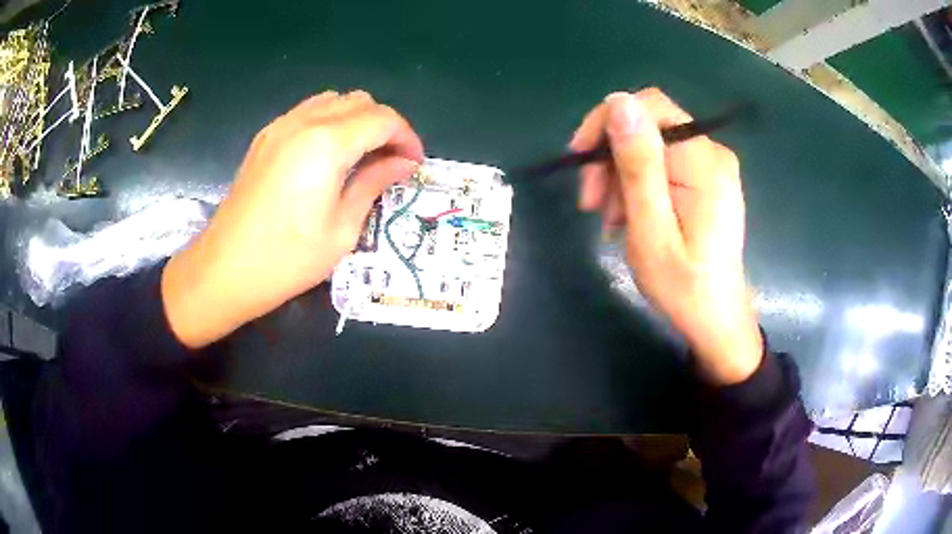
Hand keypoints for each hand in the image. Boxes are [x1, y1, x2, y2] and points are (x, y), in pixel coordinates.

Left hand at [162, 90, 423, 347]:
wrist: (225, 270)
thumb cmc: (288, 259)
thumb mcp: (342, 228)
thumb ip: (374, 184)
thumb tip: (404, 163)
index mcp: (327, 144)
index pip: (383, 119)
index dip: (407, 137)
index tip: (413, 164)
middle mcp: (304, 122)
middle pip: (360, 101)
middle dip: (385, 125)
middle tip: (391, 161)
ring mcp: (280, 127)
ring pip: (333, 101)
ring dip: (357, 120)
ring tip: (362, 155)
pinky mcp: (265, 138)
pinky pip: (308, 112)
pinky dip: (330, 122)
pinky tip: (329, 155)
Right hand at [570, 88, 761, 384]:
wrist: (715, 318)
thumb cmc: (683, 285)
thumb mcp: (651, 229)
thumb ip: (638, 165)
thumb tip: (619, 101)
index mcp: (703, 161)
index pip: (648, 107)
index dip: (607, 123)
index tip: (581, 162)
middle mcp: (712, 152)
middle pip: (647, 126)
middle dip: (610, 157)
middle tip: (591, 203)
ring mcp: (711, 165)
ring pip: (649, 146)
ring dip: (620, 176)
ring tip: (610, 220)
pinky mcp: (706, 179)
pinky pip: (661, 163)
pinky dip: (636, 185)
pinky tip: (628, 216)